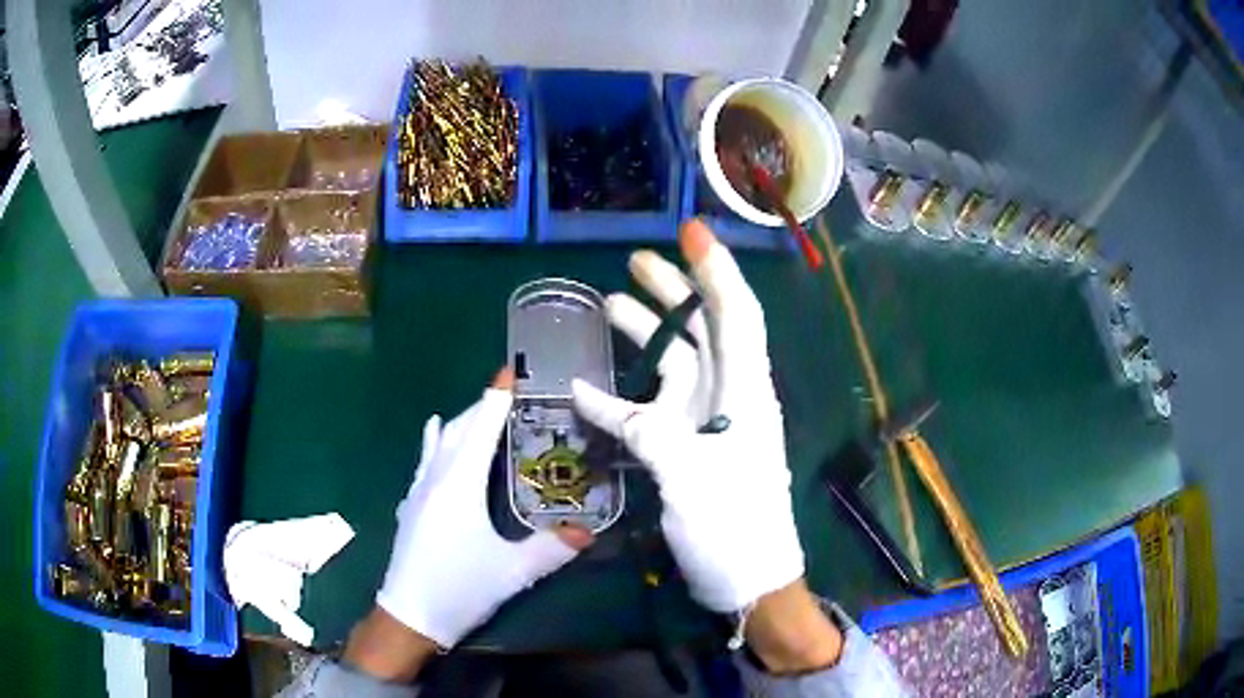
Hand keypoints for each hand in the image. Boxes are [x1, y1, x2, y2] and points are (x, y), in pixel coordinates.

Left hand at [351, 370, 591, 680]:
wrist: (409, 615)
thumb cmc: (459, 589)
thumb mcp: (512, 572)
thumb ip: (551, 549)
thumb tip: (588, 533)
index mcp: (460, 485)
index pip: (482, 428)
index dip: (497, 398)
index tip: (510, 371)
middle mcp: (436, 478)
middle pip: (459, 428)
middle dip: (483, 406)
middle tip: (510, 393)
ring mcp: (419, 490)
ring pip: (440, 441)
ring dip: (462, 421)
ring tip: (483, 410)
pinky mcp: (412, 504)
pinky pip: (426, 458)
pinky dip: (436, 439)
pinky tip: (434, 432)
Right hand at [572, 219, 803, 613]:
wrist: (747, 578)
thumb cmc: (734, 527)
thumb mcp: (691, 477)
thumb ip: (645, 430)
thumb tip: (588, 394)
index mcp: (746, 393)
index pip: (737, 315)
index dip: (716, 269)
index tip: (690, 232)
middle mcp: (730, 396)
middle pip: (704, 328)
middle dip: (675, 290)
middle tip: (636, 261)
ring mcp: (707, 421)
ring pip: (677, 361)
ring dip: (648, 332)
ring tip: (609, 304)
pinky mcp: (688, 446)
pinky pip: (651, 406)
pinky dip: (621, 395)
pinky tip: (589, 386)